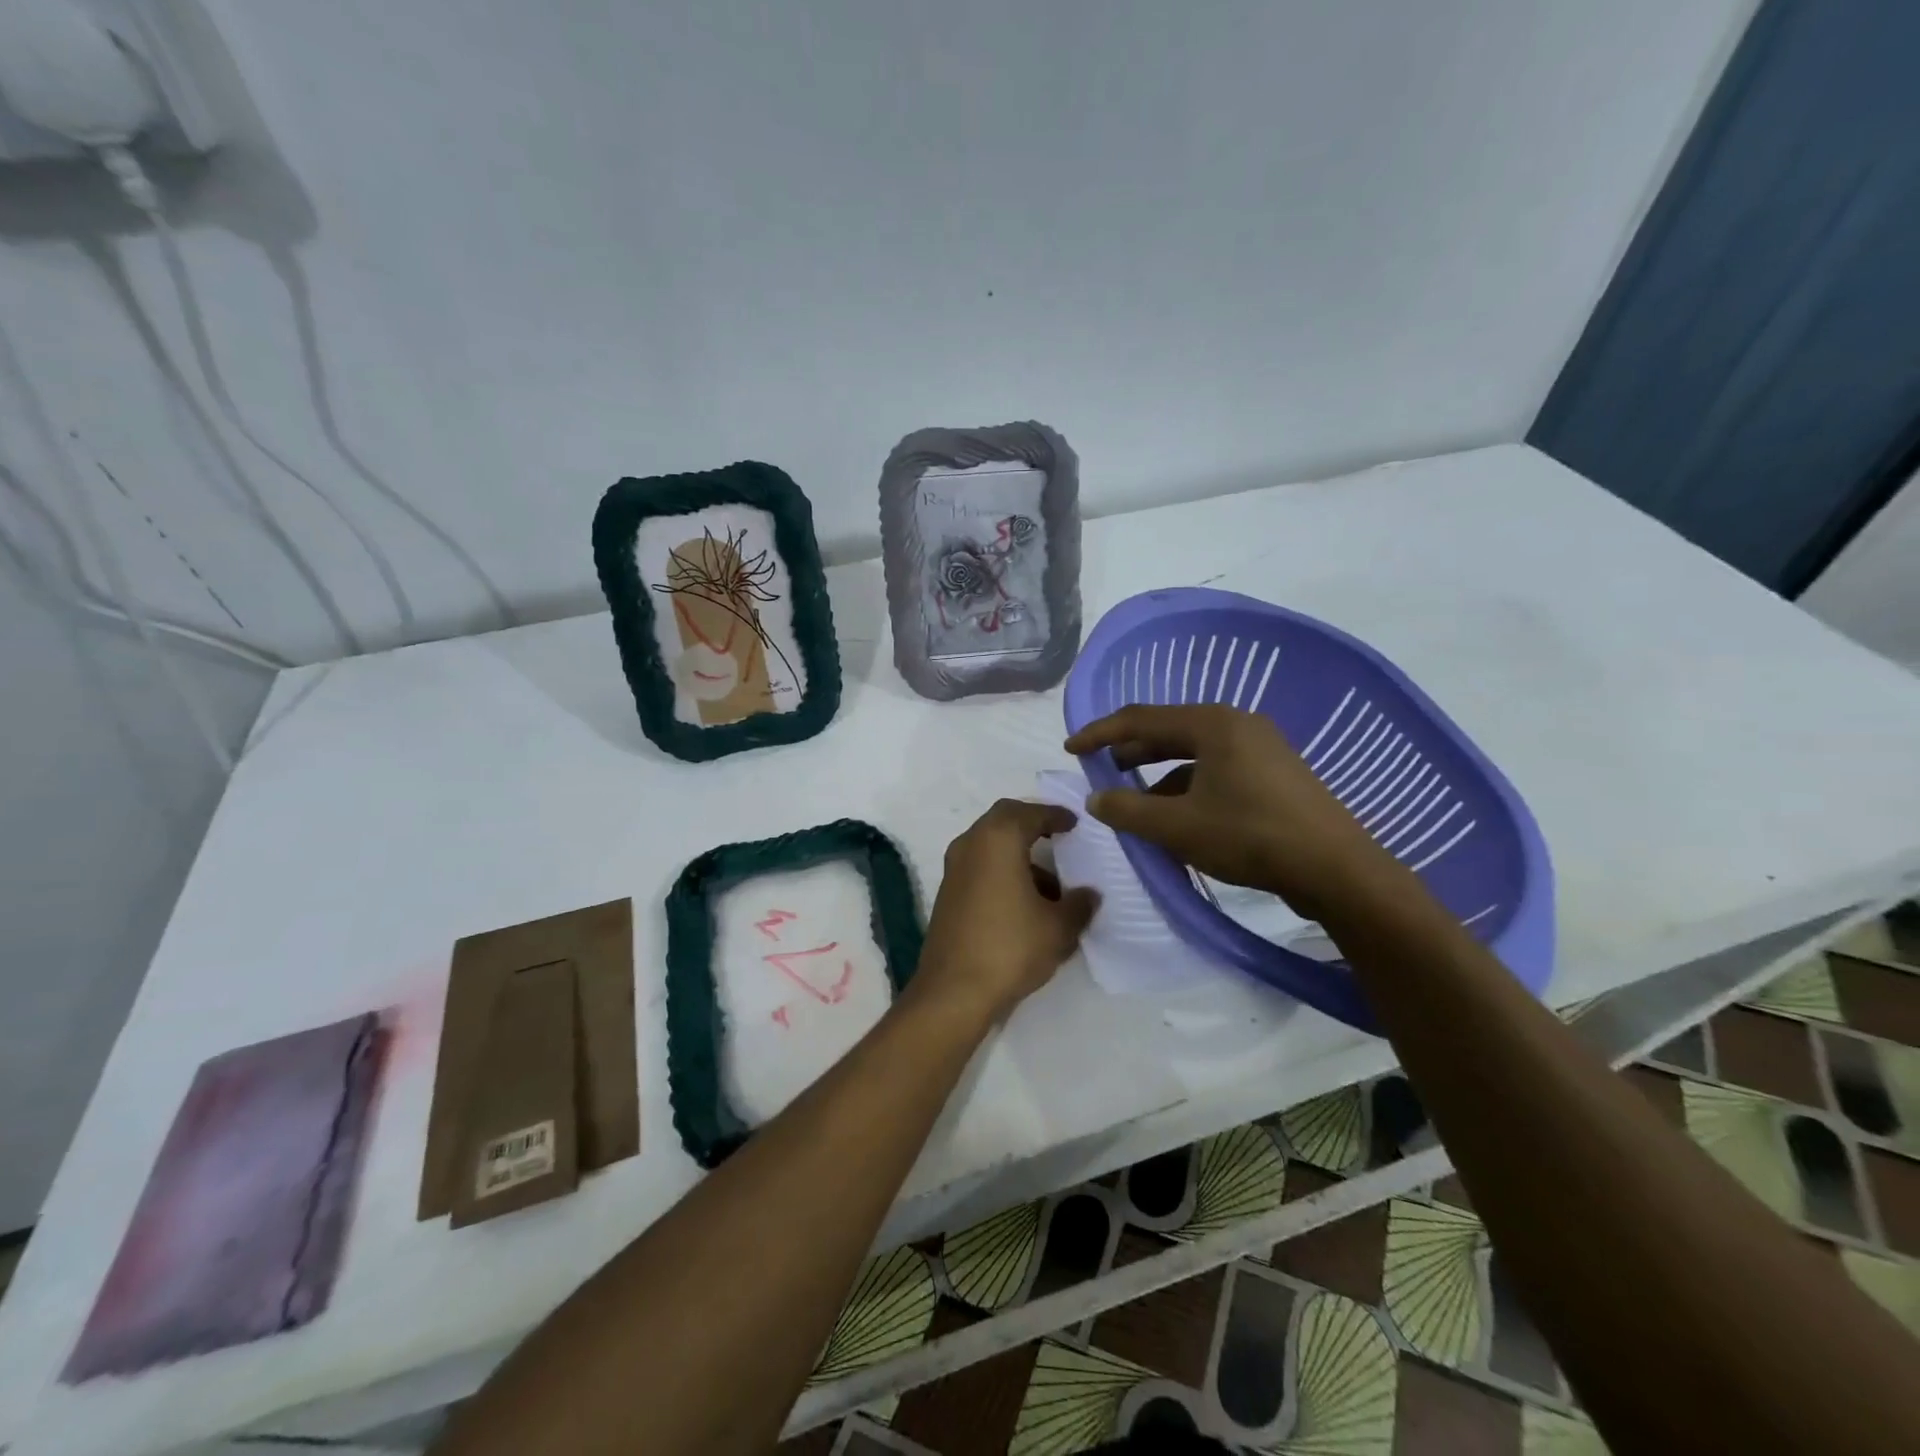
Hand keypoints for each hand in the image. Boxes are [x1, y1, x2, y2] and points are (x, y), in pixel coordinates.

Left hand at [914, 800, 1098, 1022]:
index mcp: (998, 839)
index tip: (1073, 822)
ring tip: (1051, 886)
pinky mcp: (947, 894)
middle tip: (1058, 836)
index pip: (1029, 812)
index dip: (1054, 815)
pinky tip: (1024, 903)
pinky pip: (980, 867)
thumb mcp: (1058, 928)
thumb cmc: (1010, 947)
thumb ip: (1079, 904)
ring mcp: (954, 869)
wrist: (953, 992)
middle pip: (1004, 820)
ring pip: (990, 845)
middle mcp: (970, 844)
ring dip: (1018, 854)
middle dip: (1032, 824)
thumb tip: (1089, 894)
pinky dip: (1002, 871)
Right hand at [1063, 704, 1412, 923]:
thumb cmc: (1250, 837)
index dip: (1100, 733)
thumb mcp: (1178, 827)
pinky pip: (1217, 771)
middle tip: (1101, 771)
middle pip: (1168, 732)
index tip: (1070, 748)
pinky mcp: (1275, 775)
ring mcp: (1261, 748)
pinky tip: (1181, 820)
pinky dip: (1189, 789)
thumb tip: (1096, 797)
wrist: (1337, 870)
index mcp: (1213, 724)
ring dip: (1160, 777)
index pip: (1140, 719)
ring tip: (1138, 806)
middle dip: (1130, 752)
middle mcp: (1237, 725)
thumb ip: (1128, 809)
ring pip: (1194, 755)